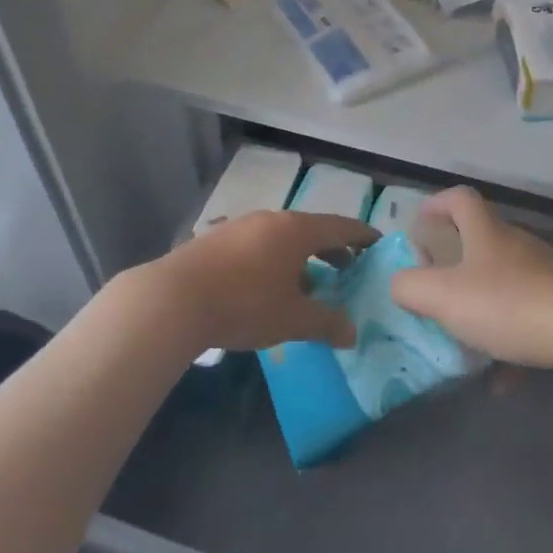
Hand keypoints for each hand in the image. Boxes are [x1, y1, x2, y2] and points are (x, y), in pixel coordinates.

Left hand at [145, 210, 375, 352]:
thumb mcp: (292, 319)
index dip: (362, 236)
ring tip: (310, 286)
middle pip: (311, 229)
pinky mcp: (217, 240)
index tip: (378, 243)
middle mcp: (271, 219)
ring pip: (283, 238)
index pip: (340, 226)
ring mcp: (241, 227)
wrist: (174, 299)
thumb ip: (326, 323)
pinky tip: (269, 288)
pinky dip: (276, 261)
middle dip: (332, 250)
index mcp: (296, 230)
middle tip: (349, 269)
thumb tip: (352, 333)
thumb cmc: (244, 303)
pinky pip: (259, 245)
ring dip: (302, 258)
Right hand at [390, 187, 552, 371]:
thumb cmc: (508, 304)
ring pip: (504, 283)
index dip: (436, 204)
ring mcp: (544, 275)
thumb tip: (401, 284)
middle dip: (455, 262)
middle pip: (481, 240)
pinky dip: (509, 344)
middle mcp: (515, 246)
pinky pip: (527, 320)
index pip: (460, 199)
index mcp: (486, 233)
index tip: (419, 224)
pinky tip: (501, 380)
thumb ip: (411, 287)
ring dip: (481, 306)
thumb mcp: (444, 296)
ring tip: (463, 338)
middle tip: (434, 287)